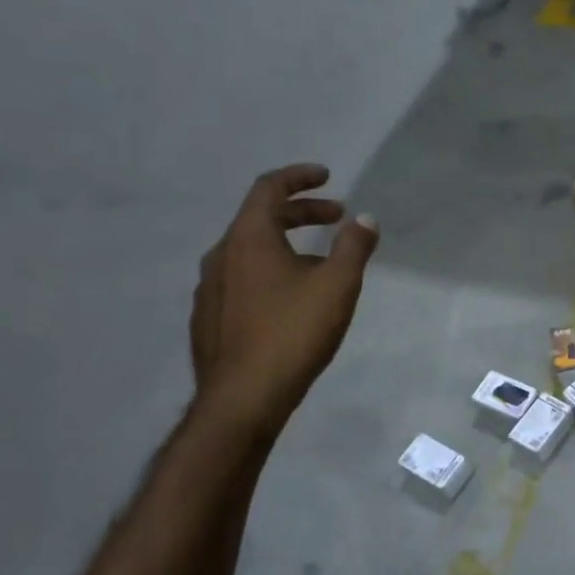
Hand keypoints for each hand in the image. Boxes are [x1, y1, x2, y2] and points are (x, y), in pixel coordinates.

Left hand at [191, 164, 377, 432]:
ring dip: (286, 243)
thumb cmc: (293, 333)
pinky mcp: (209, 317)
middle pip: (260, 218)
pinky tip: (291, 299)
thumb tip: (365, 219)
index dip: (299, 177)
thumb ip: (354, 247)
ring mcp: (210, 288)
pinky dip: (270, 270)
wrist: (243, 397)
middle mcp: (222, 255)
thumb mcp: (338, 286)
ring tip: (320, 262)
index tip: (327, 177)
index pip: (268, 188)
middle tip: (337, 218)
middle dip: (301, 212)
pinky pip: (242, 278)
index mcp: (248, 239)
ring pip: (250, 250)